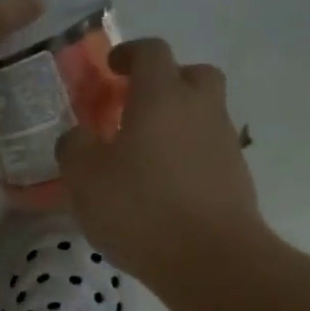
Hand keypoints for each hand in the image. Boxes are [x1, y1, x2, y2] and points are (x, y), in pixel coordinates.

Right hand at [58, 37, 265, 282]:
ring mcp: (224, 142)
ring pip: (202, 115)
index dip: (129, 54)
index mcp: (161, 97)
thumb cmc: (139, 208)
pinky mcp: (235, 177)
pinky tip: (164, 188)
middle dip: (165, 82)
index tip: (112, 67)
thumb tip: (78, 137)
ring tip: (144, 156)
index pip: (150, 52)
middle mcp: (200, 109)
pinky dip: (187, 158)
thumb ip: (74, 148)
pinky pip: (207, 152)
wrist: (209, 258)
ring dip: (176, 123)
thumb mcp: (84, 178)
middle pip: (191, 75)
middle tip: (136, 107)